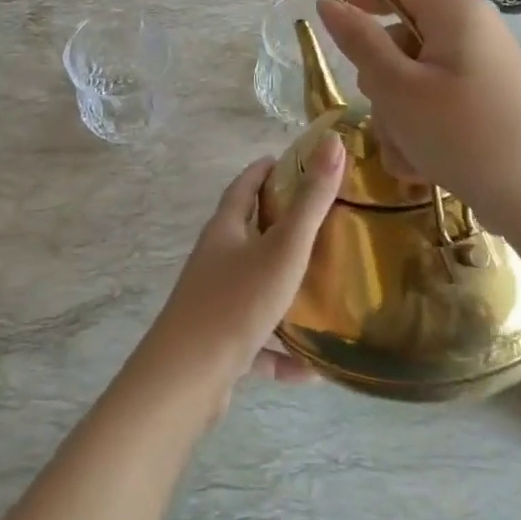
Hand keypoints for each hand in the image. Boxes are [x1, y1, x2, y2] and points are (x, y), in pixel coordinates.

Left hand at [131, 137, 345, 418]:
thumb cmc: (236, 302)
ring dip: (282, 289)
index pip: (243, 187)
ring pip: (253, 287)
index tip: (287, 161)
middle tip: (318, 220)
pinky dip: (280, 352)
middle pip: (247, 233)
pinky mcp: (218, 343)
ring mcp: (214, 302)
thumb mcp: (283, 249)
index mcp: (224, 230)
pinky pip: (256, 342)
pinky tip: (309, 369)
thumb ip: (311, 201)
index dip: (264, 170)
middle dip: (278, 224)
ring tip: (320, 289)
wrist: (187, 376)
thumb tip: (333, 142)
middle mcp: (215, 260)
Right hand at [316, 0, 520, 237]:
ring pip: (418, 81)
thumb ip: (359, 42)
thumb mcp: (396, 86)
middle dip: (382, 83)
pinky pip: (442, 105)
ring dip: (400, 116)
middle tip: (385, 114)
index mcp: (456, 13)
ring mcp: (487, 71)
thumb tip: (327, 2)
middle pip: (404, 41)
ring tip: (408, 155)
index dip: (359, 6)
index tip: (333, 37)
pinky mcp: (493, 105)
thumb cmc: (461, 133)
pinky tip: (426, 166)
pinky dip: (425, 130)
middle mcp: (476, 33)